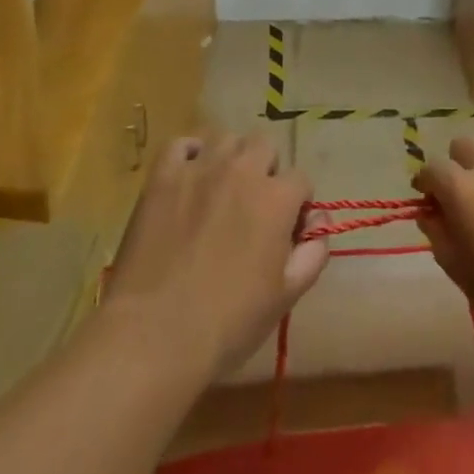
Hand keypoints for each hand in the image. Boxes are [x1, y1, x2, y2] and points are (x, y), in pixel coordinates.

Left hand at [107, 133, 327, 376]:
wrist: (155, 334)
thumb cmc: (229, 322)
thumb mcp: (287, 295)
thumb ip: (313, 252)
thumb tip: (318, 223)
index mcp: (276, 198)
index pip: (301, 180)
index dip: (298, 204)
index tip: (287, 229)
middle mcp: (242, 171)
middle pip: (264, 146)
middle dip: (267, 171)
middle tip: (254, 206)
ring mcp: (199, 169)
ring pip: (226, 139)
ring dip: (232, 158)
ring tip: (222, 189)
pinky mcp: (162, 177)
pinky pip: (181, 145)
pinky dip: (190, 154)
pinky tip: (190, 177)